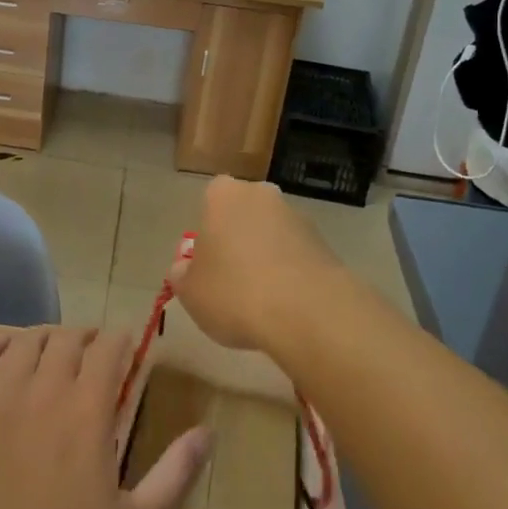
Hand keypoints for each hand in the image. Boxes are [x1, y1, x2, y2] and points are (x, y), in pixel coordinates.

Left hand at [0, 328, 210, 508]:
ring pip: (26, 341)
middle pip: (66, 338)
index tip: (129, 343)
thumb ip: (173, 475)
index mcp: (87, 411)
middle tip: (94, 351)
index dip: (121, 338)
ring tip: (55, 349)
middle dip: (86, 337)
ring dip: (46, 337)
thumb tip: (207, 433)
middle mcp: (44, 390)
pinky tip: (7, 352)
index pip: (108, 349)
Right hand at [173, 177, 340, 351]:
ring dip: (266, 256)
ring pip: (271, 234)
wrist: (309, 313)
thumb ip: (182, 274)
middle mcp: (262, 195)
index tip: (207, 262)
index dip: (207, 231)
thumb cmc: (235, 292)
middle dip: (238, 239)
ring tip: (261, 300)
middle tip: (231, 279)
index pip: (210, 200)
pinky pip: (296, 255)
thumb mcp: (190, 291)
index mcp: (224, 195)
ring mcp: (297, 217)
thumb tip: (185, 267)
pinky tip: (286, 305)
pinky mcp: (324, 243)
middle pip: (243, 214)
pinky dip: (290, 273)